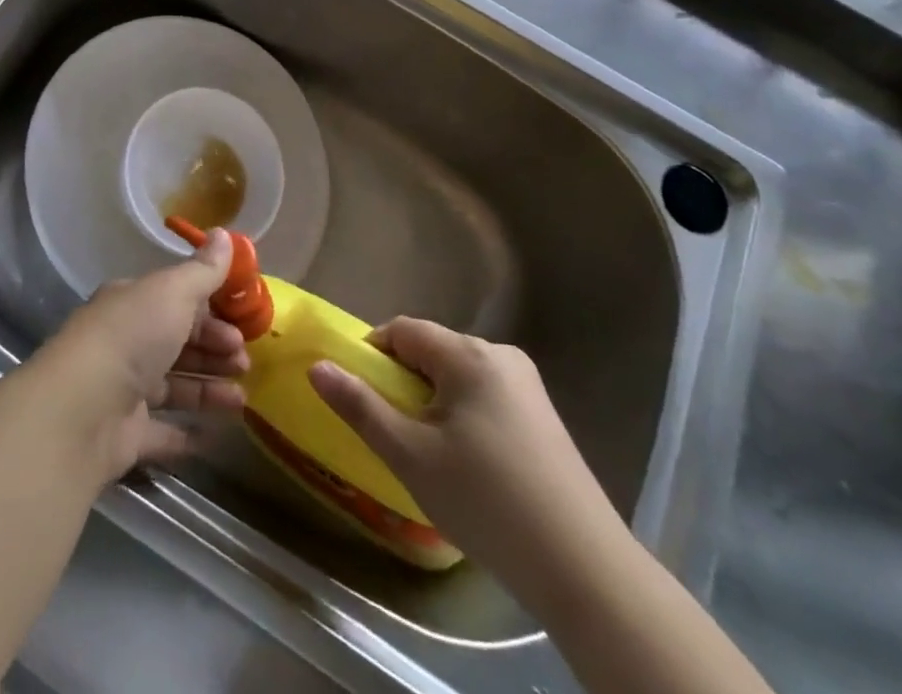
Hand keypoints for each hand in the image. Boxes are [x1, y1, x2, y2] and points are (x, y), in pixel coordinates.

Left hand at [31, 229, 249, 478]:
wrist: (84, 408)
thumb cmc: (133, 335)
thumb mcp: (174, 291)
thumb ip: (203, 270)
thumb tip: (224, 233)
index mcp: (132, 303)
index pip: (176, 301)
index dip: (211, 311)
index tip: (242, 323)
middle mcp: (125, 342)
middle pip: (177, 343)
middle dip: (214, 350)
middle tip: (245, 361)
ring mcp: (123, 390)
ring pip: (174, 386)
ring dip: (208, 390)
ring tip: (242, 400)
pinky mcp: (125, 435)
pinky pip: (162, 433)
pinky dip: (186, 434)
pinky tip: (214, 436)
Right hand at [309, 319, 630, 606]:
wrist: (585, 570)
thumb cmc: (486, 501)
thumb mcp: (410, 454)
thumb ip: (360, 406)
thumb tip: (316, 366)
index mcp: (468, 354)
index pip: (403, 330)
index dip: (372, 354)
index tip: (359, 394)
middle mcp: (500, 356)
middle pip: (432, 351)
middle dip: (403, 382)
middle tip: (391, 431)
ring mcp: (528, 387)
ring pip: (458, 377)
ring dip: (432, 402)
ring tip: (427, 454)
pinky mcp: (544, 419)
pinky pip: (485, 398)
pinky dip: (462, 417)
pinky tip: (468, 466)